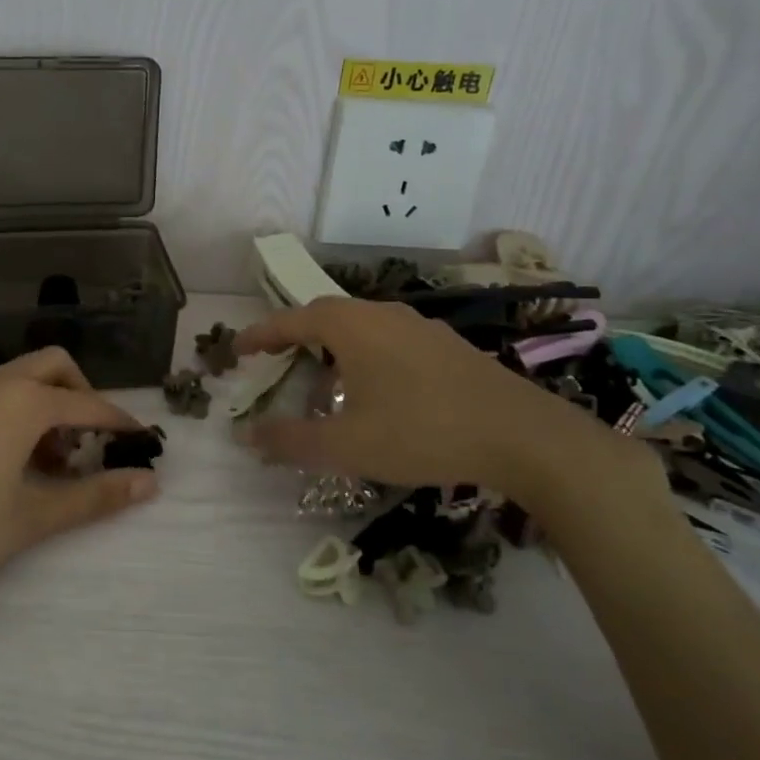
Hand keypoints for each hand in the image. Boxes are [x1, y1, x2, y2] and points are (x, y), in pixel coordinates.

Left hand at [0, 348, 158, 612]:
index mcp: (21, 402)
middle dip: (78, 396)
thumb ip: (94, 497)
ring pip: (12, 378)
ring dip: (39, 405)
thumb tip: (150, 482)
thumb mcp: (31, 518)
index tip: (139, 441)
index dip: (118, 422)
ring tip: (39, 462)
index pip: (86, 404)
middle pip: (51, 366)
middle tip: (84, 444)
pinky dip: (3, 410)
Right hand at [235, 297, 627, 504]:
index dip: (260, 335)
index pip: (290, 320)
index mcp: (351, 326)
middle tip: (275, 364)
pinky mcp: (446, 346)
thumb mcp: (347, 445)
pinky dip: (365, 359)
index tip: (237, 350)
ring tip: (324, 386)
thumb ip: (291, 441)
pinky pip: (389, 341)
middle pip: (325, 317)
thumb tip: (247, 437)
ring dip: (332, 351)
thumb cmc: (422, 432)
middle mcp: (382, 314)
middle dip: (295, 339)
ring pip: (360, 329)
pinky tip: (376, 394)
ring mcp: (419, 327)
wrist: (522, 436)